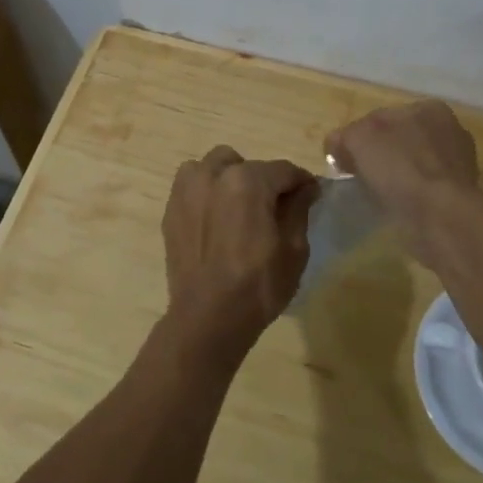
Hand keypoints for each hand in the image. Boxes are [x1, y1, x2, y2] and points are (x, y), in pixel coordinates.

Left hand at [161, 147, 318, 370]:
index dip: (301, 182)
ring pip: (213, 167)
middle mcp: (213, 175)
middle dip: (263, 180)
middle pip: (247, 164)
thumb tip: (306, 188)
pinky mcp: (171, 209)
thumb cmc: (258, 285)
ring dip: (229, 179)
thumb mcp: (293, 249)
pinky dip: (207, 193)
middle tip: (272, 208)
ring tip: (239, 209)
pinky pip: (193, 186)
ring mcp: (187, 190)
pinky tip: (216, 221)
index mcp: (248, 181)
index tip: (311, 194)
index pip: (283, 170)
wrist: (207, 318)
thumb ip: (299, 209)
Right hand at [325, 100, 479, 223]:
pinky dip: (412, 195)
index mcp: (428, 108)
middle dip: (382, 155)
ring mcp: (459, 163)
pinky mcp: (461, 193)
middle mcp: (450, 130)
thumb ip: (343, 136)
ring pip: (415, 164)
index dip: (359, 136)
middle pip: (401, 140)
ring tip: (380, 194)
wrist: (441, 215)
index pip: (383, 117)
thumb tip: (337, 146)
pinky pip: (426, 188)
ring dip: (399, 176)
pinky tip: (400, 206)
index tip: (345, 159)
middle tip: (360, 176)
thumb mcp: (358, 139)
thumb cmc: (400, 167)